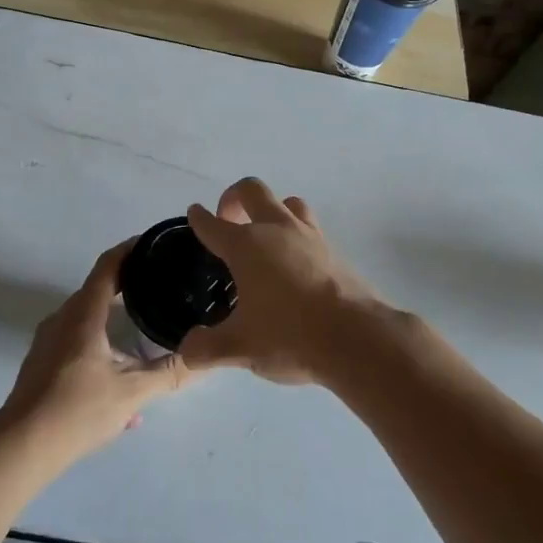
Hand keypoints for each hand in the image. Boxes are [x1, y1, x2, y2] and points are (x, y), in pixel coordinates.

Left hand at [0, 239, 192, 469]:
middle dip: (127, 285)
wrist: (21, 446)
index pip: (108, 266)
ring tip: (142, 332)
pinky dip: (99, 343)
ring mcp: (47, 340)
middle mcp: (63, 318)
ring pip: (86, 318)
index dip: (129, 250)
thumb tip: (203, 358)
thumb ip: (169, 374)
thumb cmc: (77, 410)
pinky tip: (117, 378)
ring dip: (113, 320)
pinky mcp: (41, 361)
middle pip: (97, 289)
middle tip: (158, 287)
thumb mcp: (132, 393)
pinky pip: (75, 339)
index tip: (152, 243)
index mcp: (84, 315)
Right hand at [178, 178, 400, 386]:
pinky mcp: (333, 249)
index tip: (194, 213)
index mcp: (246, 246)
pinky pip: (309, 225)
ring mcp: (308, 235)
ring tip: (264, 234)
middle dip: (234, 197)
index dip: (199, 218)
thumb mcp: (240, 347)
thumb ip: (207, 348)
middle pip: (252, 191)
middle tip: (228, 219)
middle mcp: (275, 229)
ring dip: (271, 210)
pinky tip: (294, 260)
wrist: (355, 337)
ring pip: (287, 202)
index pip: (213, 224)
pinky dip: (295, 232)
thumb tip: (187, 352)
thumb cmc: (289, 335)